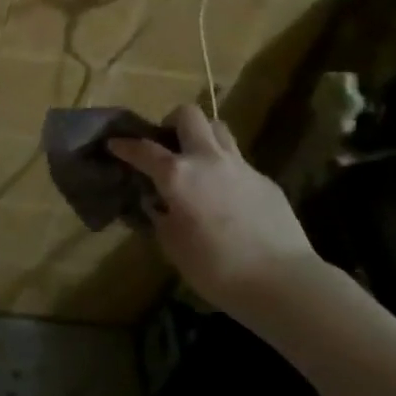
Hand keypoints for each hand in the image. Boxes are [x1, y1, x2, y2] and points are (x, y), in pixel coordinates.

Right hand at [109, 103, 322, 312]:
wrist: (281, 280)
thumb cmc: (215, 268)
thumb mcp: (173, 246)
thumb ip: (160, 217)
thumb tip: (157, 203)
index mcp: (178, 175)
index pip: (144, 150)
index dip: (125, 146)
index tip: (114, 144)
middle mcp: (208, 159)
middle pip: (189, 115)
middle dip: (172, 122)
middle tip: (167, 144)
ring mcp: (241, 166)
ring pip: (219, 129)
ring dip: (203, 136)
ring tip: (197, 161)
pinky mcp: (265, 180)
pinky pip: (239, 162)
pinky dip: (225, 169)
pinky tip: (225, 196)